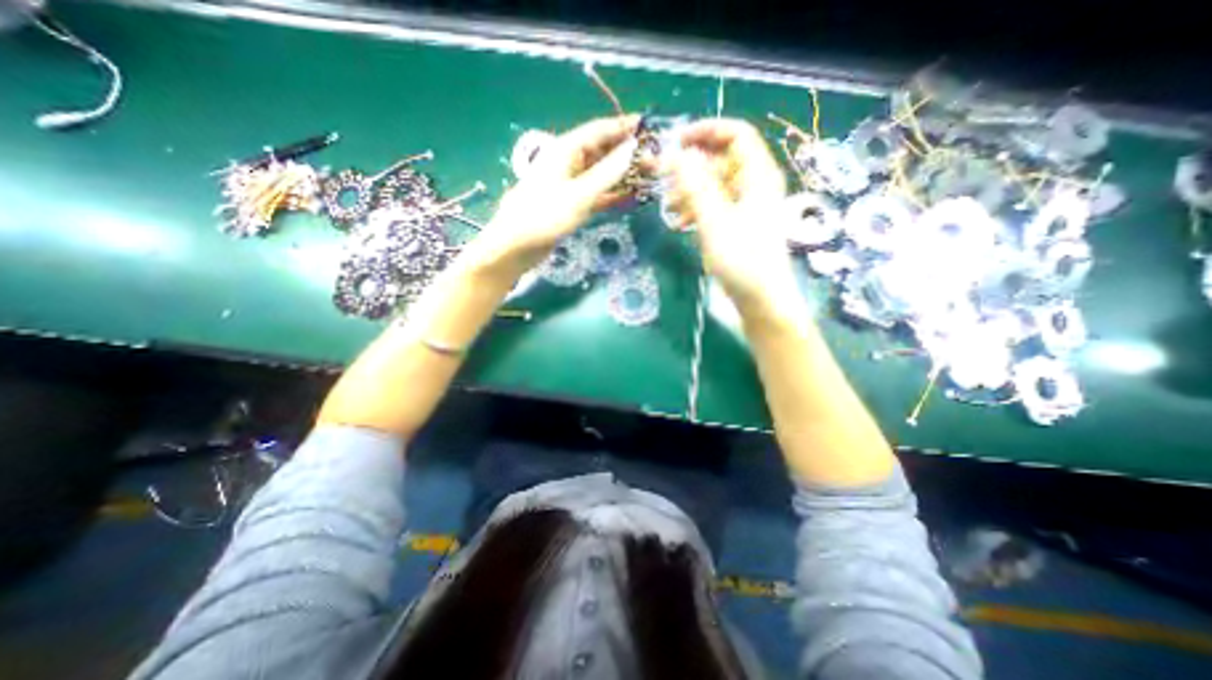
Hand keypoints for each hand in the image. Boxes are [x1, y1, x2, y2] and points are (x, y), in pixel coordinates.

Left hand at [467, 113, 643, 278]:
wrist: (517, 246)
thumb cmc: (544, 216)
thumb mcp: (579, 195)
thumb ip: (607, 174)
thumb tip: (632, 149)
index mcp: (566, 150)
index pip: (599, 130)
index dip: (623, 127)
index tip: (648, 127)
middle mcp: (569, 163)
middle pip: (602, 151)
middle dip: (626, 153)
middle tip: (654, 159)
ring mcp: (570, 184)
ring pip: (601, 174)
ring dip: (622, 175)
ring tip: (648, 177)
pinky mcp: (571, 203)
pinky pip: (597, 193)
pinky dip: (612, 194)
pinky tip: (630, 197)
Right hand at [660, 117, 801, 314]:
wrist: (759, 298)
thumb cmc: (741, 258)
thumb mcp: (714, 219)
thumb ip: (695, 185)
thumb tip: (676, 154)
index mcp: (758, 175)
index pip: (736, 134)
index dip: (707, 131)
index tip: (677, 142)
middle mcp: (754, 185)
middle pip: (721, 161)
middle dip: (691, 168)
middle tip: (663, 179)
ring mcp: (746, 206)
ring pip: (715, 185)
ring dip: (690, 192)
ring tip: (669, 207)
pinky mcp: (738, 224)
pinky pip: (715, 206)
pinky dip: (697, 210)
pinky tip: (680, 223)